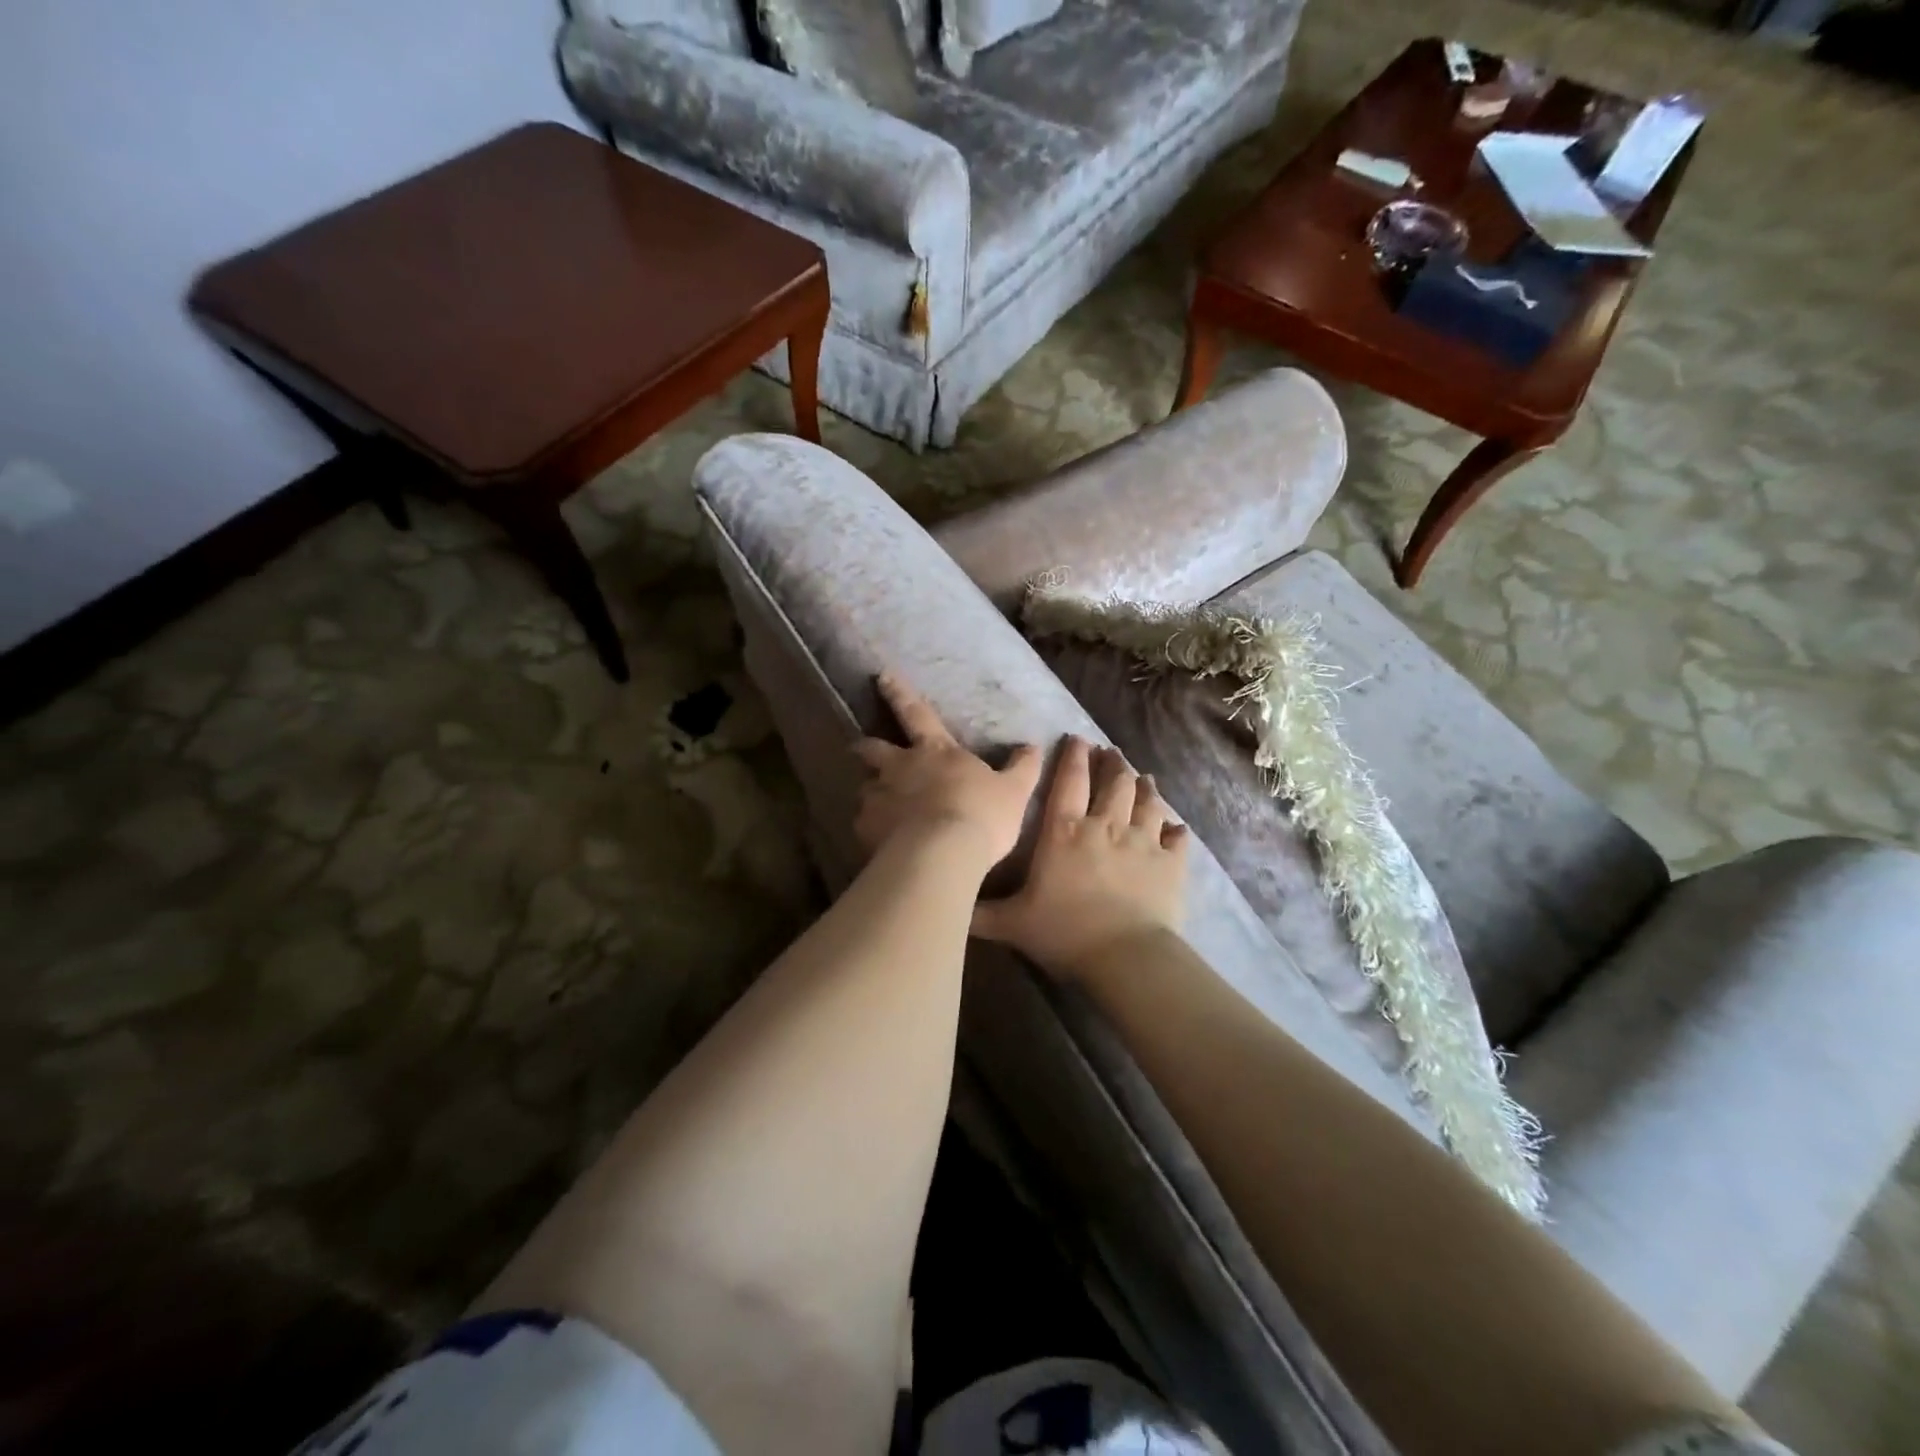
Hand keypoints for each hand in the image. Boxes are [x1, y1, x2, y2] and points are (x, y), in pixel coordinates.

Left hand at [853, 673, 1042, 872]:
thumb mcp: (1014, 791)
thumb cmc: (982, 815)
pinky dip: (871, 828)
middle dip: (866, 746)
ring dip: (872, 792)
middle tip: (861, 748)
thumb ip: (1022, 768)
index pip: (916, 712)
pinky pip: (864, 824)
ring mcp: (879, 797)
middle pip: (873, 748)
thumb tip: (1032, 746)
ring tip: (878, 807)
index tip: (882, 675)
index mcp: (935, 751)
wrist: (942, 855)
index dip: (899, 692)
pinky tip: (880, 841)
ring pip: (865, 788)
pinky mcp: (866, 829)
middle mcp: (900, 768)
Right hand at [971, 736, 1189, 979]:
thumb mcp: (1010, 923)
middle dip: (1113, 763)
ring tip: (1144, 777)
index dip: (1073, 757)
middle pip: (1114, 782)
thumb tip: (949, 907)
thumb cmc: (1063, 932)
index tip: (1077, 739)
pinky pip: (1177, 838)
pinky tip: (1176, 827)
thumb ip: (980, 912)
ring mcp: (1143, 841)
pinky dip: (1176, 830)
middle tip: (1112, 752)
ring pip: (1147, 801)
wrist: (1124, 956)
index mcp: (1065, 831)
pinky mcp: (1171, 863)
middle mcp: (1106, 825)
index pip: (1069, 781)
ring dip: (1145, 786)